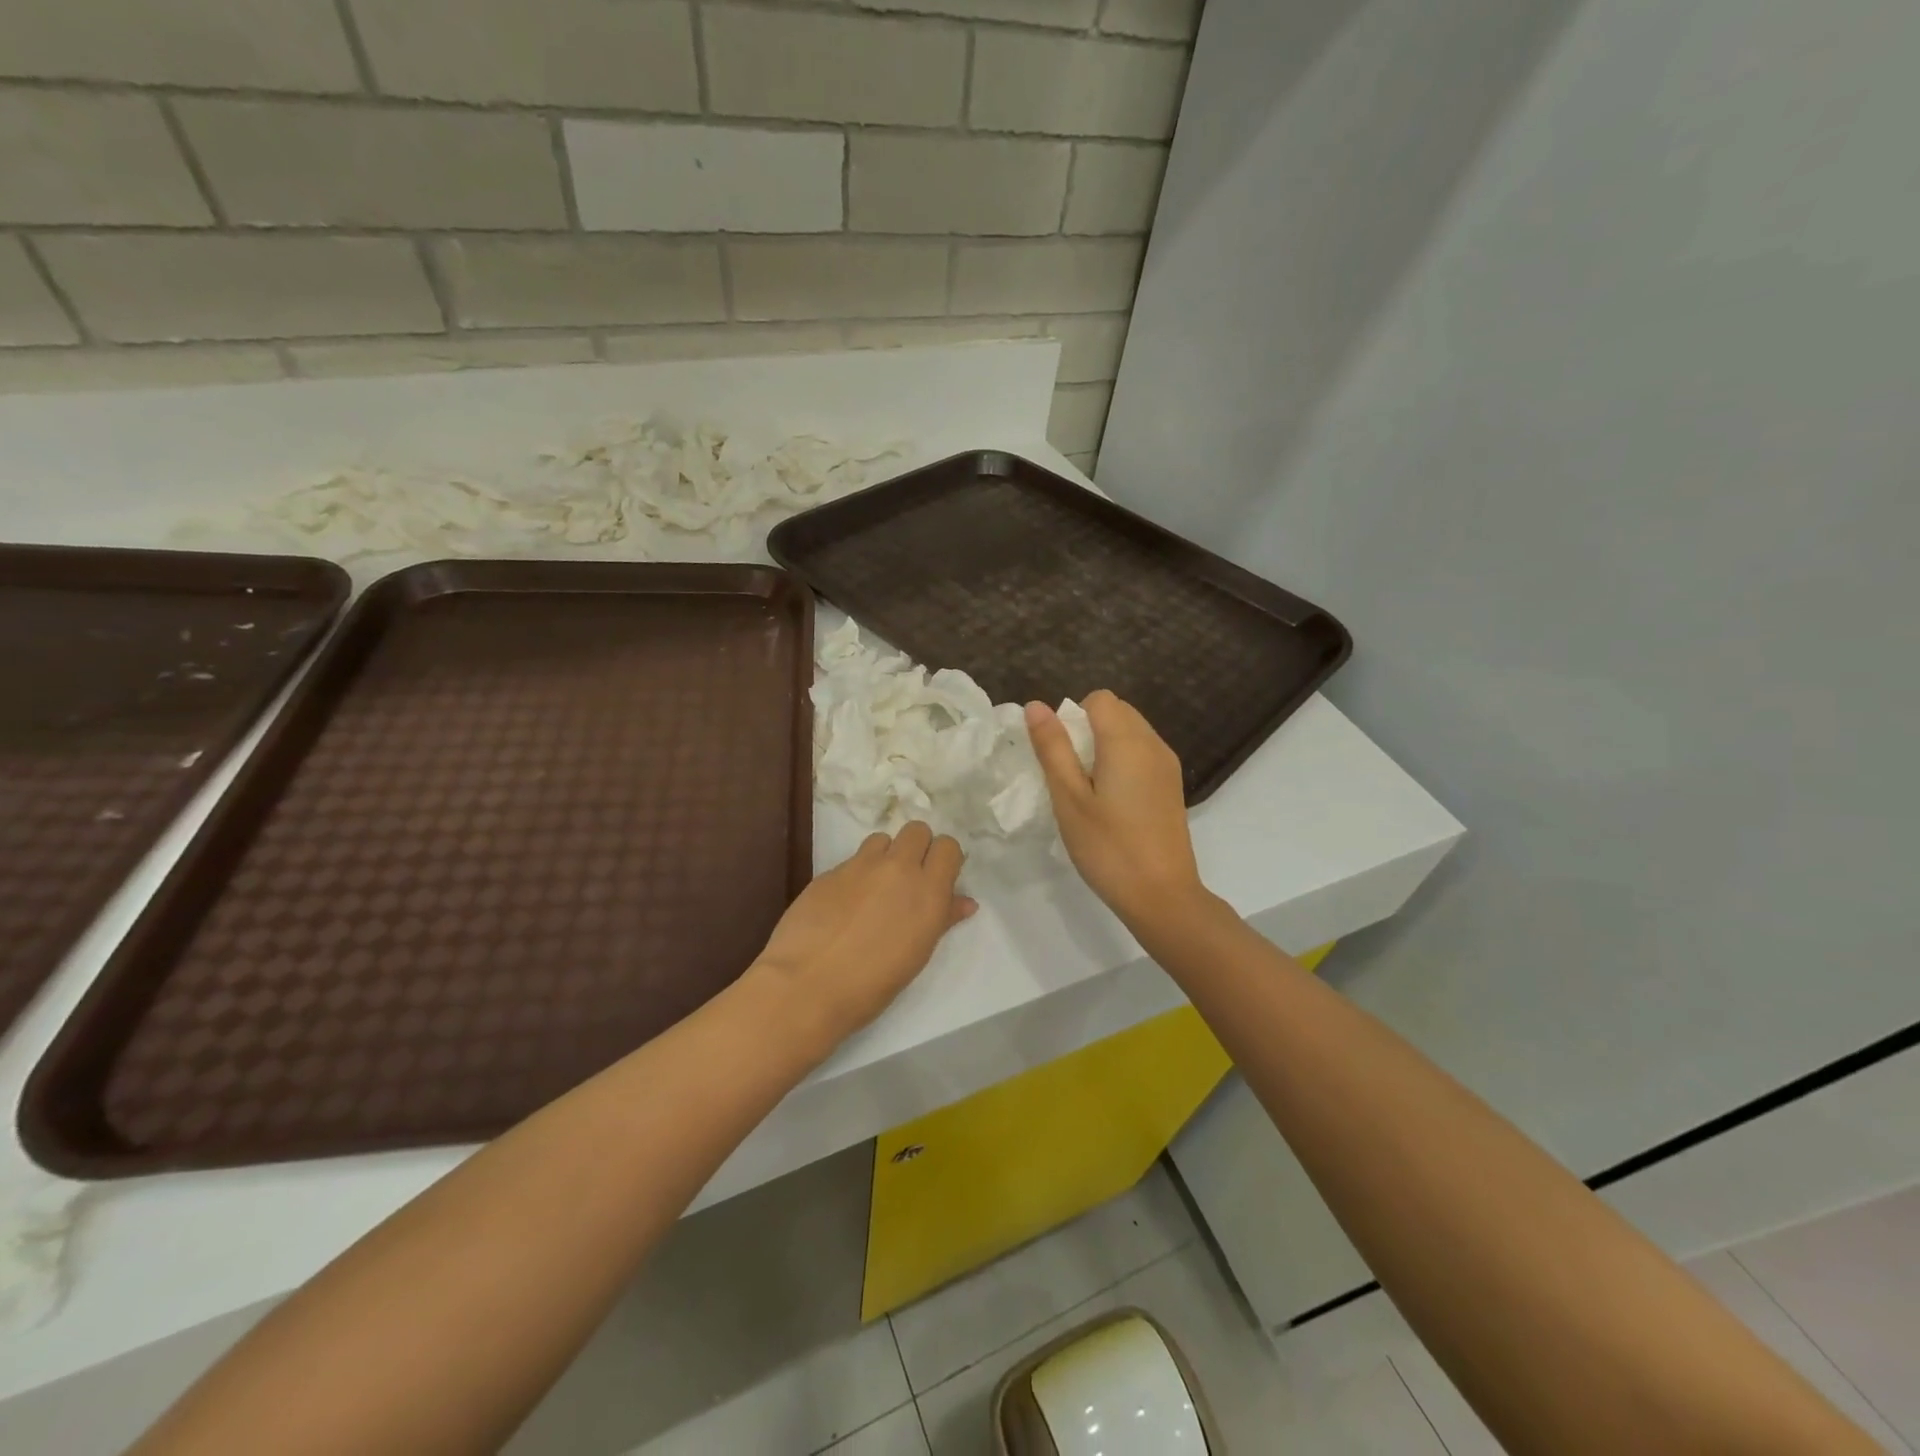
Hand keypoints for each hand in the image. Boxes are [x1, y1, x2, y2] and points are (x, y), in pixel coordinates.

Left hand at [753, 822, 975, 1051]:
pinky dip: (855, 875)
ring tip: (874, 888)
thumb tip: (965, 902)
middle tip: (908, 879)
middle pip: (917, 830)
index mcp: (928, 891)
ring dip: (884, 855)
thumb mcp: (918, 954)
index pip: (948, 846)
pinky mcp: (829, 871)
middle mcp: (898, 868)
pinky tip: (843, 905)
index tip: (937, 879)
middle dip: (917, 847)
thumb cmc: (873, 984)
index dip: (944, 859)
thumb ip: (943, 919)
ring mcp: (860, 865)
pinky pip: (852, 860)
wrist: (807, 985)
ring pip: (882, 839)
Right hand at [1027, 691, 1206, 925]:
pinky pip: (1143, 754)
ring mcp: (1167, 765)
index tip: (1061, 756)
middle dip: (1088, 729)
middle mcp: (1153, 743)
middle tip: (1071, 775)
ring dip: (1105, 746)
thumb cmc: (1108, 848)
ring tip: (1089, 791)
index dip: (1073, 717)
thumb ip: (1053, 748)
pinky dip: (1123, 762)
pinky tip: (1112, 802)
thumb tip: (1036, 705)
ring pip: (1131, 732)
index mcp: (1127, 741)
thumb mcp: (1069, 798)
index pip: (1099, 699)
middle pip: (1117, 711)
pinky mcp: (1172, 786)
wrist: (1162, 895)